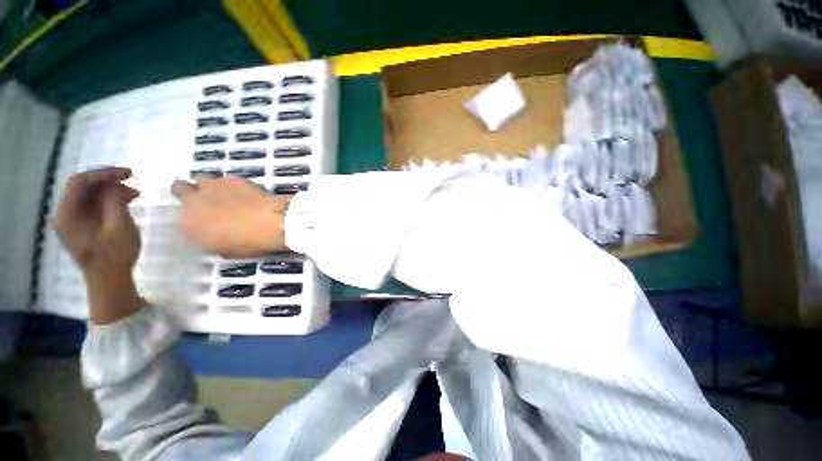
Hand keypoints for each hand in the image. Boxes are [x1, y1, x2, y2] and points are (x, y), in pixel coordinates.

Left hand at [53, 167, 142, 323]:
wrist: (109, 281)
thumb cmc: (114, 256)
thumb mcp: (119, 228)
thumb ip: (114, 203)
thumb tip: (115, 184)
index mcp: (67, 214)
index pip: (79, 182)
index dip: (102, 173)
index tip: (127, 173)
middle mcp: (65, 214)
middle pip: (83, 187)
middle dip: (108, 181)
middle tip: (132, 181)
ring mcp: (73, 220)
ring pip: (90, 195)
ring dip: (111, 190)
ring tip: (135, 194)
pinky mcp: (83, 225)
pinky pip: (93, 205)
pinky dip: (109, 200)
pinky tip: (126, 202)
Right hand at [172, 177, 290, 257]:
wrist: (268, 222)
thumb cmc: (247, 243)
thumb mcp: (223, 249)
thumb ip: (210, 238)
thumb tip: (212, 233)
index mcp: (187, 225)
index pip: (181, 218)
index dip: (193, 217)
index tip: (204, 220)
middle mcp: (193, 202)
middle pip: (180, 188)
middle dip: (190, 193)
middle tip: (207, 200)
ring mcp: (212, 187)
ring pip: (202, 179)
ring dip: (210, 186)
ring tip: (227, 195)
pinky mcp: (232, 178)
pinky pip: (226, 179)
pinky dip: (232, 185)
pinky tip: (245, 193)